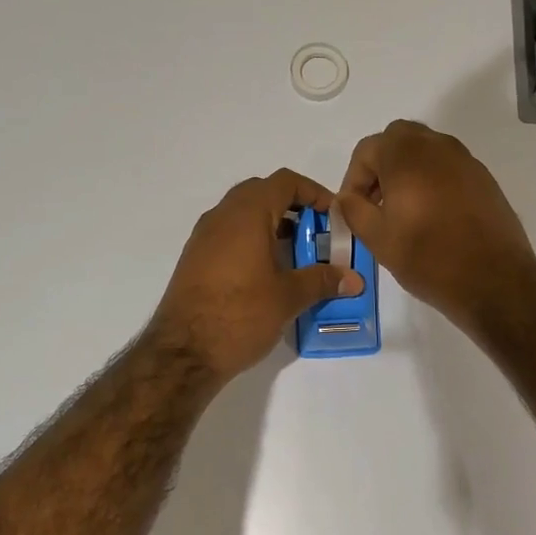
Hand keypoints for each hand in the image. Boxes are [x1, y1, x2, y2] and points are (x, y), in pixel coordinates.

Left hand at [150, 169, 364, 383]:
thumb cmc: (240, 315)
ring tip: (297, 257)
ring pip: (243, 216)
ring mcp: (204, 238)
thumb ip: (322, 280)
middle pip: (262, 193)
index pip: (285, 182)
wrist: (183, 352)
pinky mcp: (195, 260)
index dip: (313, 192)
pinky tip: (268, 274)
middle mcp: (221, 216)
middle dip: (293, 208)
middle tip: (316, 234)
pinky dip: (253, 242)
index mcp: (246, 214)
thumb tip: (353, 279)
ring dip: (272, 226)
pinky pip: (230, 236)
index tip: (333, 216)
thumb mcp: (288, 297)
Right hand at [333, 120, 535, 329]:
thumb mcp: (378, 239)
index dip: (353, 178)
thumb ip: (354, 211)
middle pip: (398, 139)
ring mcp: (465, 160)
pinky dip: (432, 180)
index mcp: (406, 156)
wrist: (494, 279)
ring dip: (407, 171)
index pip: (367, 149)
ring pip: (426, 150)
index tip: (354, 209)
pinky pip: (448, 167)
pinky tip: (432, 217)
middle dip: (381, 166)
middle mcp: (437, 147)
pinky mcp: (484, 179)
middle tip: (376, 202)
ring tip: (402, 211)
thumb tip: (346, 198)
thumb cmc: (428, 258)